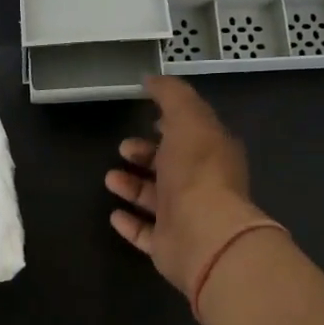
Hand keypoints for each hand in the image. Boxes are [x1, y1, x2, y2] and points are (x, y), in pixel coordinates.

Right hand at [105, 75, 266, 298]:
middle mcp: (202, 185)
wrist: (204, 233)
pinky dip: (130, 223)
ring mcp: (187, 218)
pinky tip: (113, 214)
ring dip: (133, 187)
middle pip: (171, 166)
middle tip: (122, 148)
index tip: (148, 116)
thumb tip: (152, 78)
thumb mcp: (188, 118)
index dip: (170, 124)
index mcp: (213, 154)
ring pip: (157, 199)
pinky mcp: (170, 246)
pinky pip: (146, 233)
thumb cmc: (197, 170)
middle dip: (146, 155)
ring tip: (110, 178)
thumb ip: (172, 96)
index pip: (192, 134)